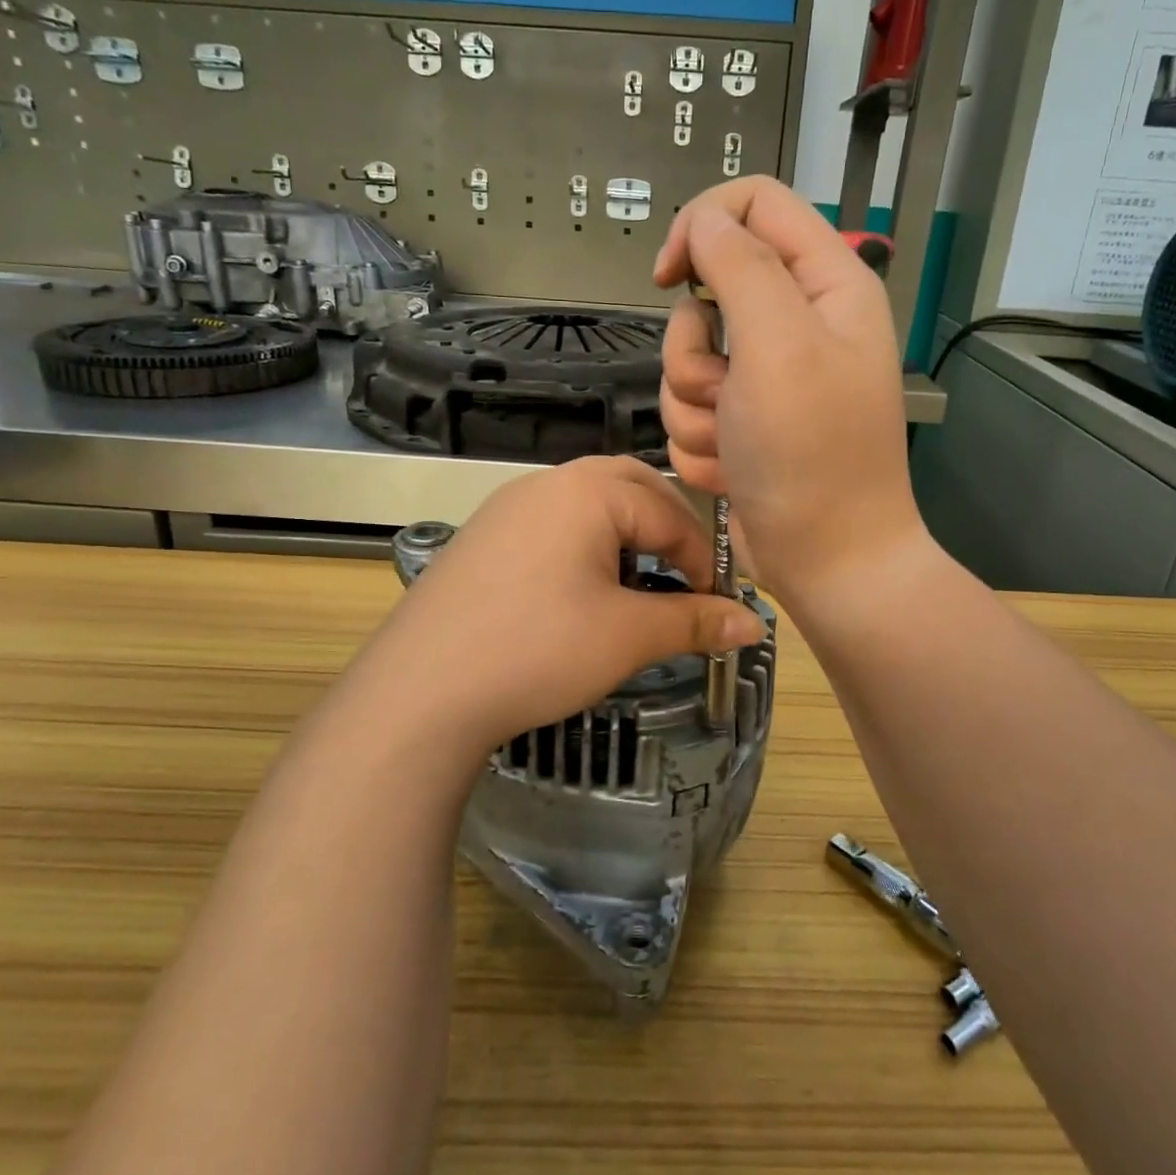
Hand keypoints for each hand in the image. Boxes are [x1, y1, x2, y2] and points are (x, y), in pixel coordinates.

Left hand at [336, 457, 764, 773]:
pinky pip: (551, 524)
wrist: (420, 691)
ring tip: (638, 583)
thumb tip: (754, 625)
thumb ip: (695, 622)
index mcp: (588, 490)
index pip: (668, 513)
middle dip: (666, 528)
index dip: (702, 560)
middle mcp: (546, 483)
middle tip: (684, 576)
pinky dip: (584, 544)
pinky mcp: (483, 538)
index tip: (717, 606)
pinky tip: (581, 592)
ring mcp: (507, 507)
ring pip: (587, 503)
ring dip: (625, 534)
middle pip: (629, 486)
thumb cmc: (538, 650)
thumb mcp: (628, 636)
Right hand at [653, 176, 927, 607]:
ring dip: (697, 410)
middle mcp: (796, 324)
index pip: (755, 205)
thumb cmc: (812, 453)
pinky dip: (702, 445)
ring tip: (736, 445)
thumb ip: (740, 267)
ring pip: (685, 362)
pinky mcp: (741, 424)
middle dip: (697, 354)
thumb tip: (703, 222)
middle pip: (705, 296)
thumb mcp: (780, 345)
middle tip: (729, 394)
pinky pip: (689, 412)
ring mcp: (765, 380)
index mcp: (826, 284)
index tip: (668, 275)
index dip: (703, 226)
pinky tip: (735, 471)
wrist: (826, 560)